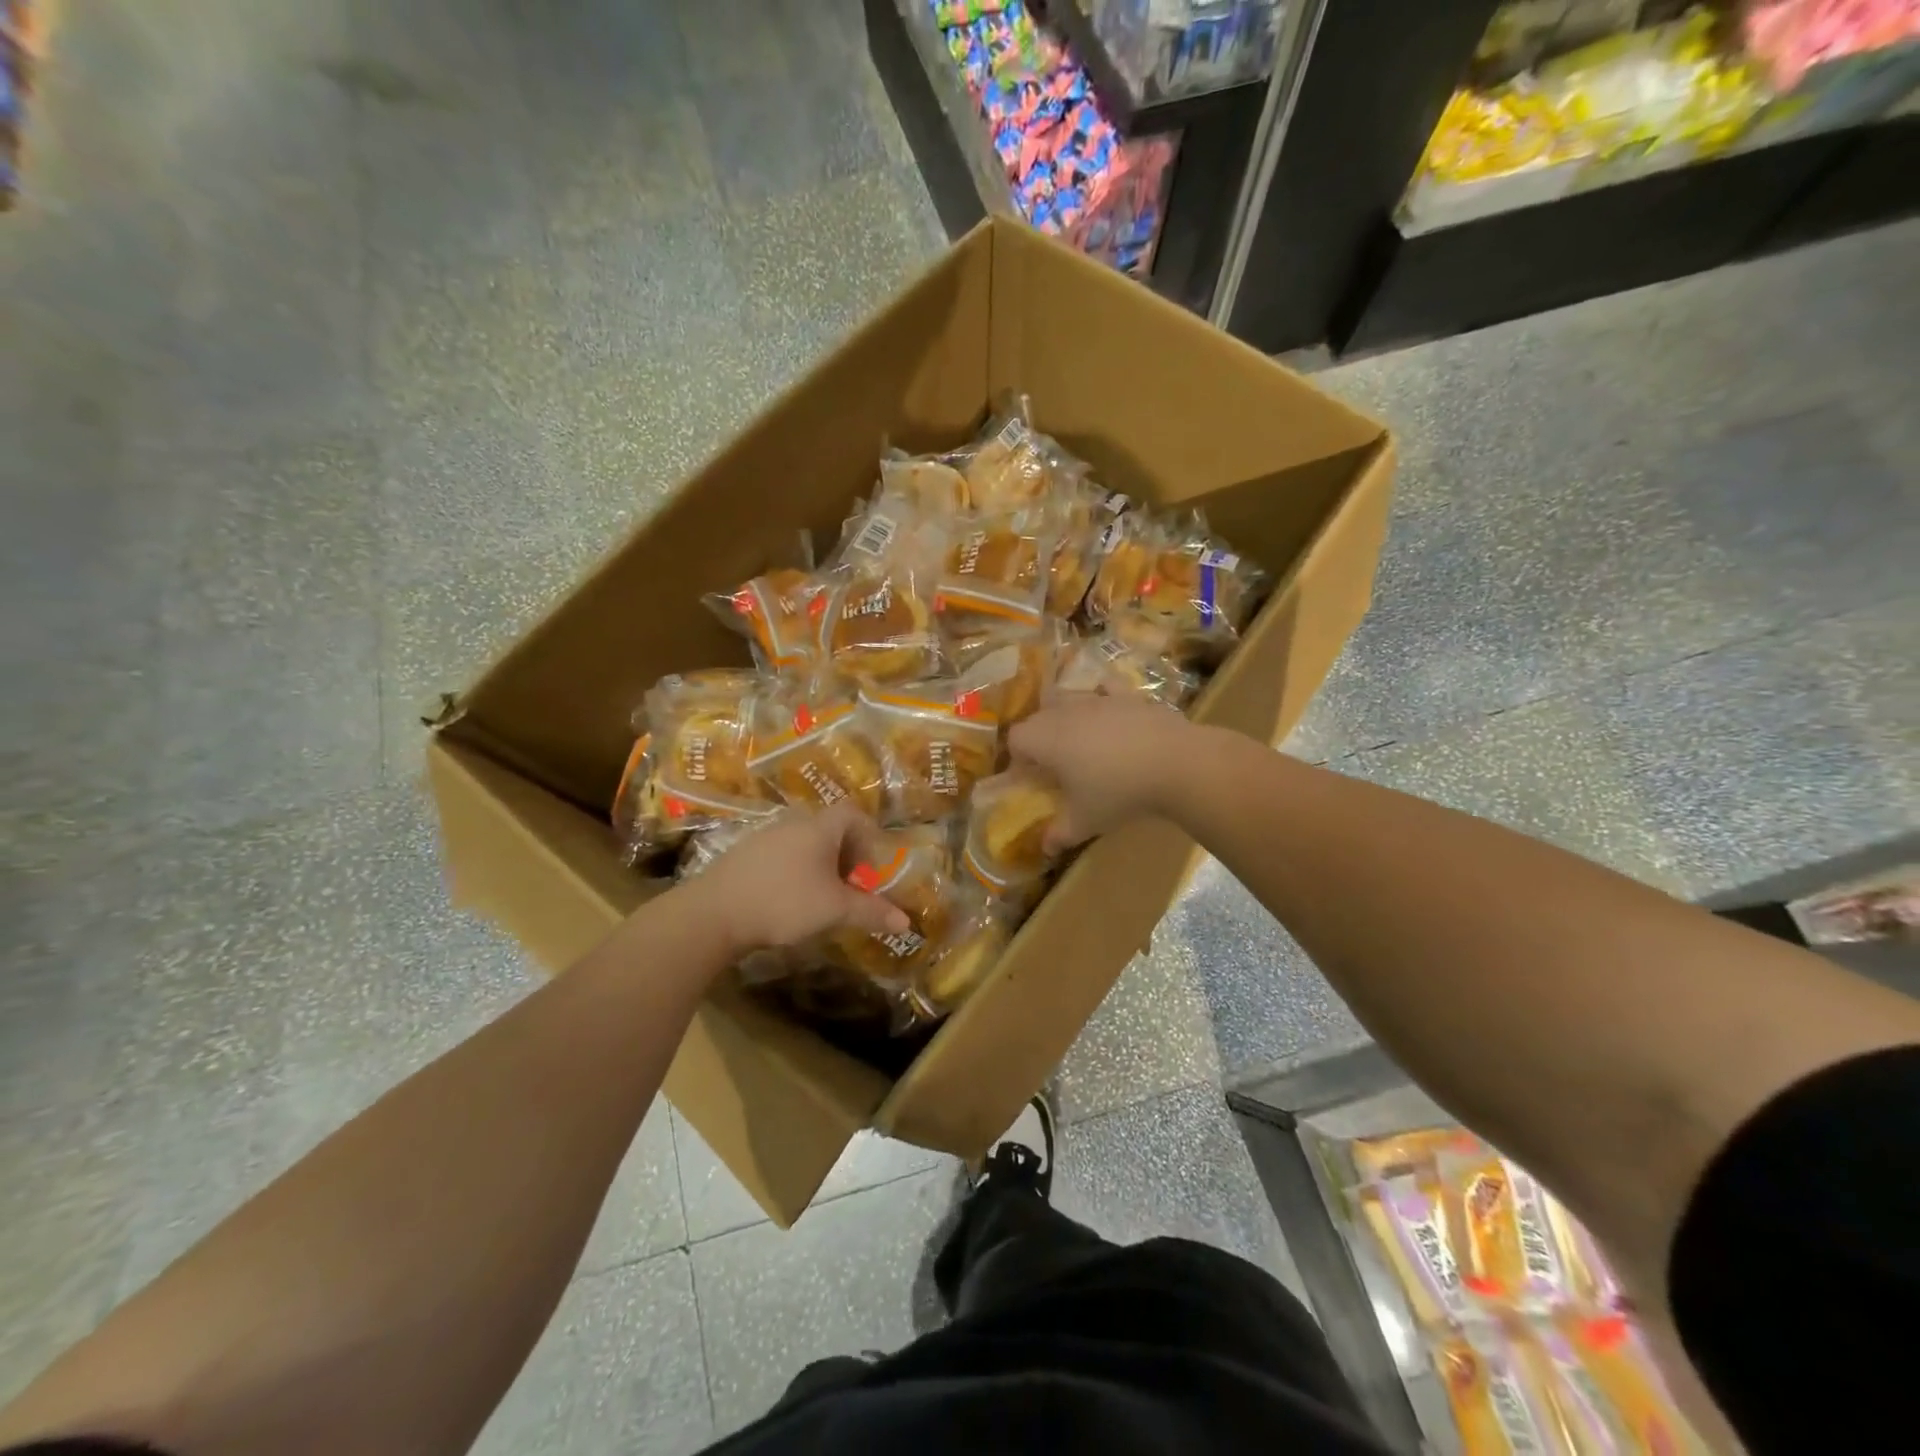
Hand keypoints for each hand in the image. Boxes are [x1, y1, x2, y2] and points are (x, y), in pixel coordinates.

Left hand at [682, 805, 911, 955]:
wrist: (713, 913)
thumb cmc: (784, 902)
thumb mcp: (834, 909)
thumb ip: (871, 912)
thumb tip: (906, 922)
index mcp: (819, 827)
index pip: (852, 814)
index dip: (869, 835)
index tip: (873, 864)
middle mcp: (792, 822)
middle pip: (829, 828)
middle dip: (846, 855)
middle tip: (852, 885)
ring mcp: (764, 836)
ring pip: (803, 842)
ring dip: (819, 864)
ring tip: (822, 896)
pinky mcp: (742, 854)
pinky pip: (781, 854)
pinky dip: (794, 870)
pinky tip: (787, 900)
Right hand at [1007, 695, 1198, 853]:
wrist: (1175, 763)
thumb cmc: (1119, 792)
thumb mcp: (1085, 821)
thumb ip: (1060, 834)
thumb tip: (1045, 848)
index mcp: (1047, 740)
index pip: (1016, 739)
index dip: (1018, 759)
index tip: (1031, 778)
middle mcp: (1065, 712)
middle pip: (1038, 717)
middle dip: (1038, 738)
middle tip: (1053, 764)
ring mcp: (1098, 699)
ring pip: (1067, 698)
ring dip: (1064, 716)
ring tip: (1079, 740)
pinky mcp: (1127, 695)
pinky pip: (1105, 687)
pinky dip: (1101, 695)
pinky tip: (1108, 709)